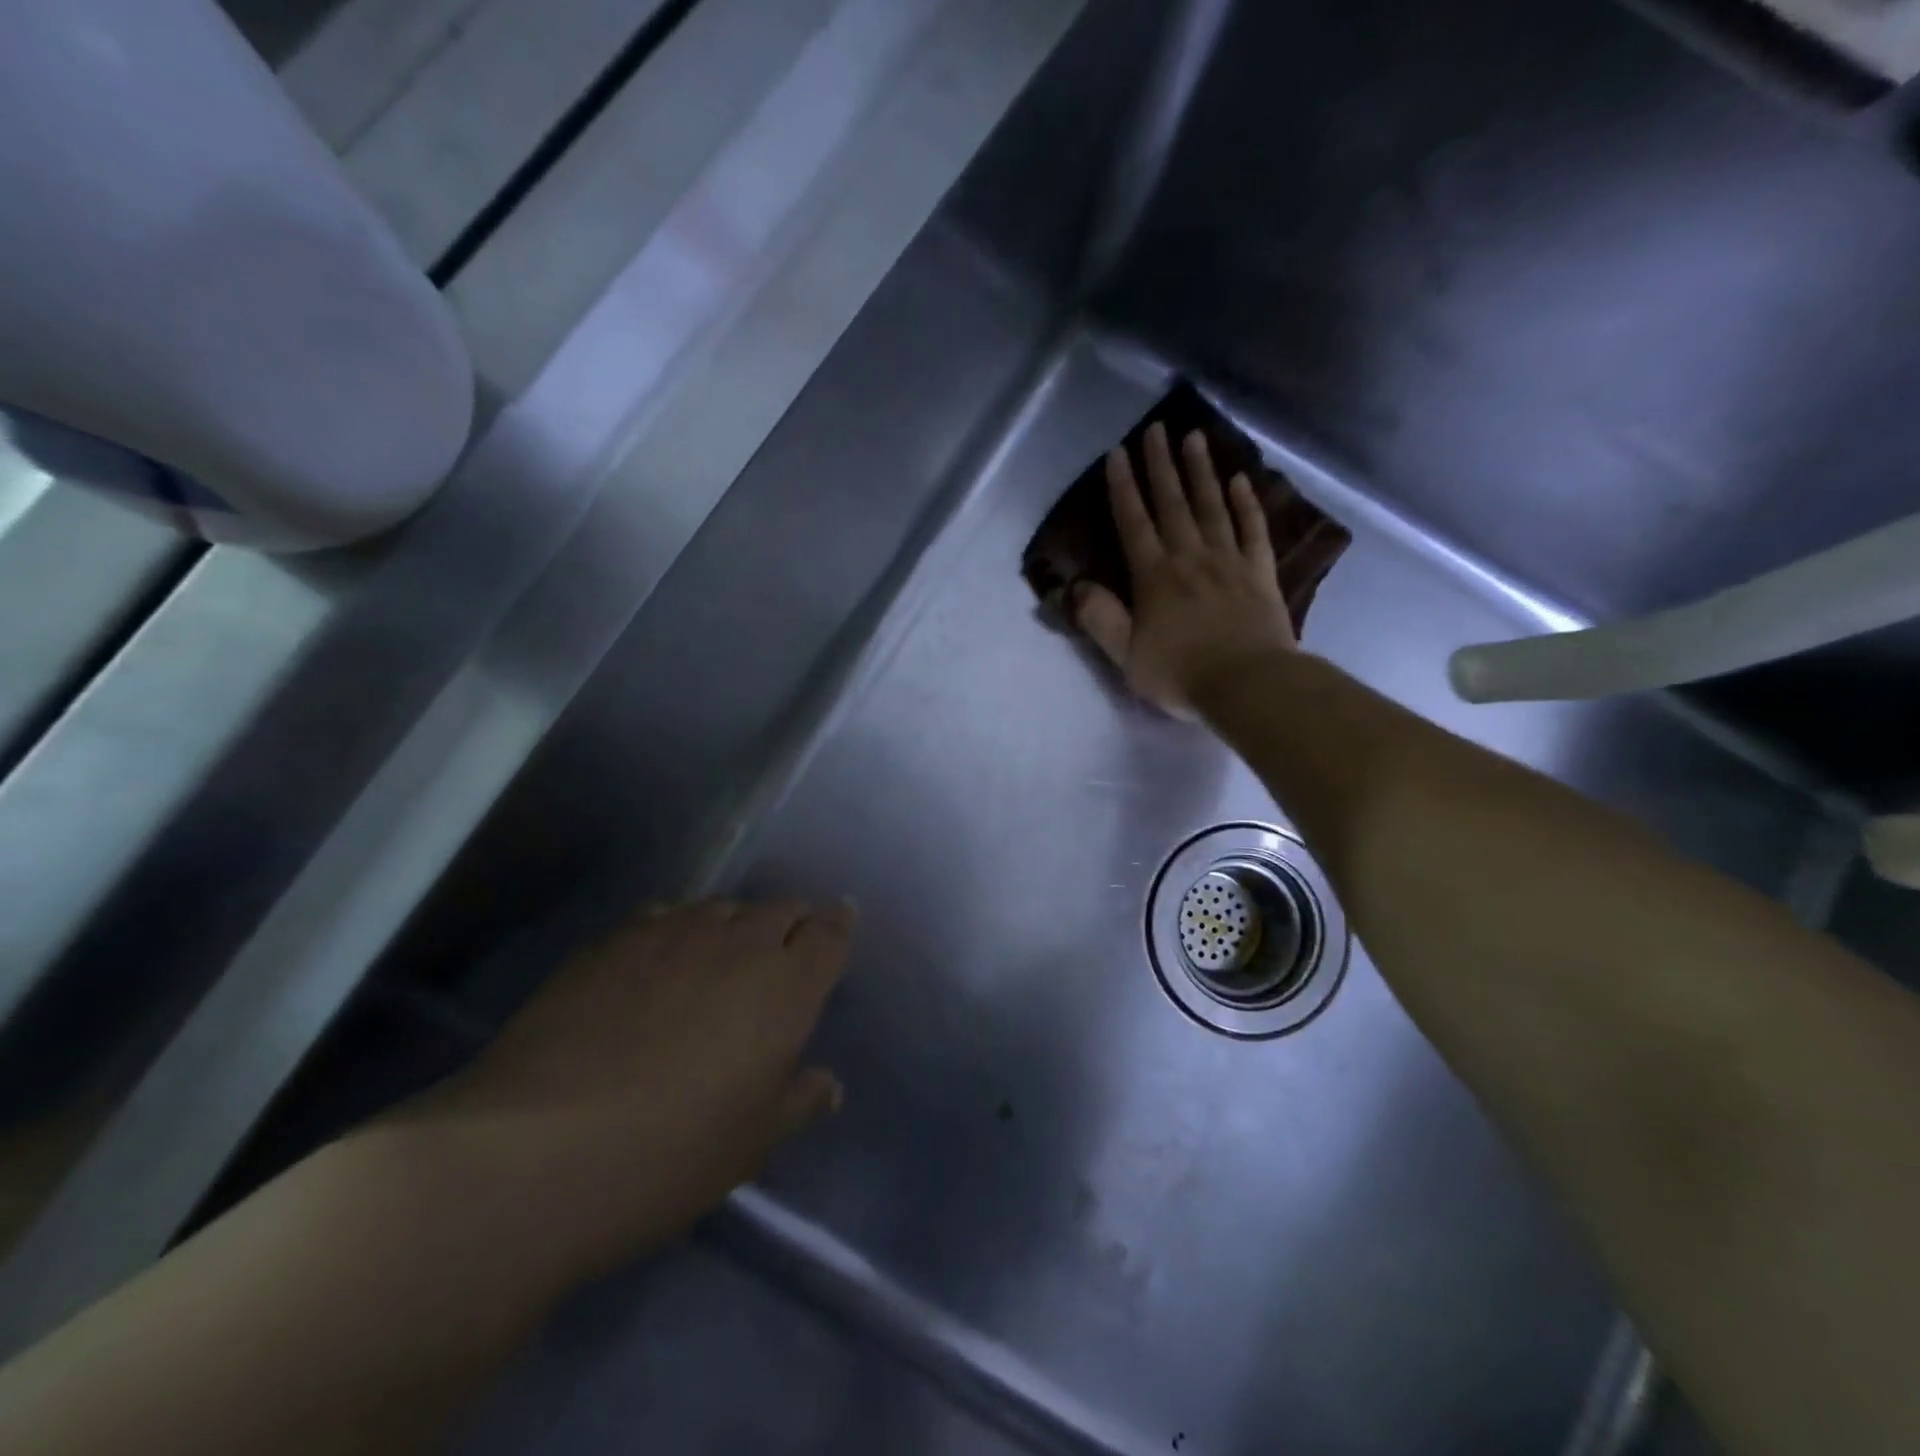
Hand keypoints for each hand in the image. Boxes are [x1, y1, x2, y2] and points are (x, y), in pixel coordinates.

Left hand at [380, 900, 851, 1287]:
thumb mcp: (750, 1144)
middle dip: (792, 921)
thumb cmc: (670, 1156)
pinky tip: (658, 961)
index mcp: (786, 986)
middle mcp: (737, 943)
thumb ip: (797, 1101)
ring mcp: (671, 934)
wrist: (535, 1152)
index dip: (838, 924)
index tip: (842, 918)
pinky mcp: (612, 940)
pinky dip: (677, 931)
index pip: (829, 934)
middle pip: (779, 909)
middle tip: (787, 945)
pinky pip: (663, 917)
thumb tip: (827, 1084)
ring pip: (721, 908)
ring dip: (734, 925)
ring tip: (722, 955)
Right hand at [1074, 422, 1298, 717]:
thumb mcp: (1126, 656)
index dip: (1123, 487)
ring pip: (1213, 506)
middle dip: (1161, 465)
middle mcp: (1190, 557)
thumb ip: (1101, 619)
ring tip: (1195, 438)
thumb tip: (1077, 588)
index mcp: (1154, 577)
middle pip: (1173, 503)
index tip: (1117, 453)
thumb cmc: (1181, 674)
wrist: (1248, 684)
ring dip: (1202, 471)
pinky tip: (1241, 481)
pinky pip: (1253, 530)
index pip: (1133, 523)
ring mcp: (1229, 561)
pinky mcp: (1260, 573)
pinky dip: (1246, 503)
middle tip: (1157, 428)